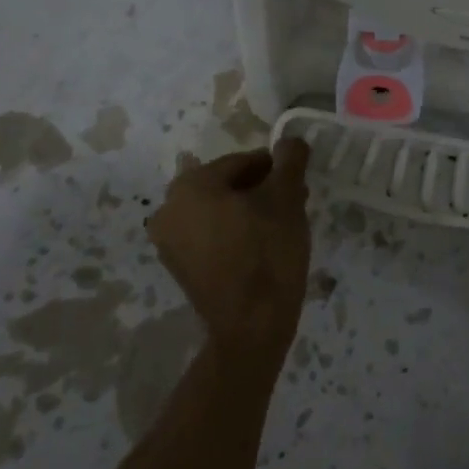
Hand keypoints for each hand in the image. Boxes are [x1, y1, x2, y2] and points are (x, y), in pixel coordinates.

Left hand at [147, 137, 311, 358]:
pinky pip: (212, 234)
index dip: (275, 167)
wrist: (252, 328)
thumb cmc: (267, 252)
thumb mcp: (286, 197)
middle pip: (228, 184)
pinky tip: (264, 243)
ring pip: (220, 209)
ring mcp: (170, 242)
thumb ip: (289, 160)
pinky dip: (236, 231)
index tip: (298, 180)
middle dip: (262, 188)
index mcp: (190, 185)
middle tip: (295, 201)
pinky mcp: (180, 268)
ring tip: (284, 223)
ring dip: (251, 210)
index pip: (242, 161)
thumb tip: (290, 140)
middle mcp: (170, 209)